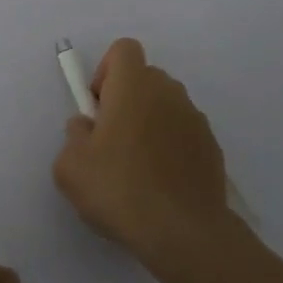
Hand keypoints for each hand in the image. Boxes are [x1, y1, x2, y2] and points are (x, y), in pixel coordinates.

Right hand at [53, 38, 232, 267]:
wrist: (184, 233)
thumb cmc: (120, 189)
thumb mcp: (70, 166)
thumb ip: (74, 135)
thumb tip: (87, 127)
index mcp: (134, 86)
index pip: (124, 49)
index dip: (106, 71)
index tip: (98, 108)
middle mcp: (169, 92)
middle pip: (145, 77)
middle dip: (126, 99)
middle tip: (111, 141)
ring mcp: (195, 119)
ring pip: (165, 106)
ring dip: (150, 123)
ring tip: (137, 168)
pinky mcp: (212, 147)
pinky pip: (184, 133)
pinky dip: (171, 147)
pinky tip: (161, 184)